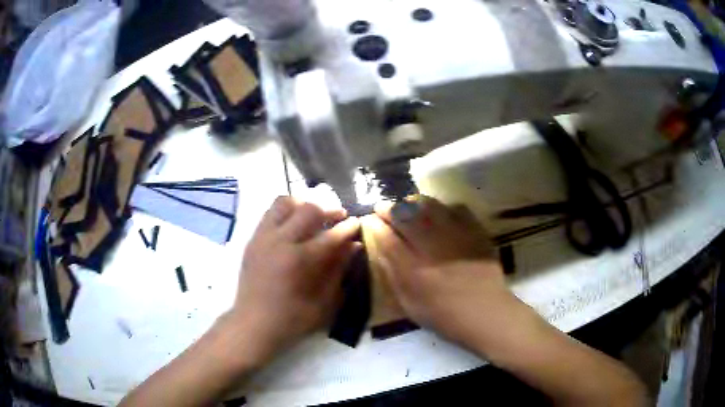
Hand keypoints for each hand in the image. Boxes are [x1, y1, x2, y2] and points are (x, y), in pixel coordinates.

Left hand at [229, 197, 360, 365]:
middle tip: (339, 217)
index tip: (358, 222)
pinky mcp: (253, 239)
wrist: (253, 324)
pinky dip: (286, 212)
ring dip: (304, 205)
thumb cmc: (292, 319)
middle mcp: (279, 241)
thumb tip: (354, 245)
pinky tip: (294, 226)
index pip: (331, 235)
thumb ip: (339, 270)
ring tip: (314, 216)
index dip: (348, 227)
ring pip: (284, 202)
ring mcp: (263, 237)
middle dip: (329, 210)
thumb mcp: (323, 302)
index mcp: (299, 260)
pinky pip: (270, 213)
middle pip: (309, 209)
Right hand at [366, 196, 516, 350]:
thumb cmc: (444, 315)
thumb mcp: (410, 305)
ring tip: (407, 205)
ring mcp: (455, 235)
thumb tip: (381, 251)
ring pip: (428, 205)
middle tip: (383, 207)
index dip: (374, 225)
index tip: (369, 219)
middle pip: (404, 215)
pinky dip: (443, 207)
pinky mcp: (474, 231)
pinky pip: (455, 207)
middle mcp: (432, 247)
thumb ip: (393, 277)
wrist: (485, 312)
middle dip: (388, 208)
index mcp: (413, 270)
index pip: (386, 238)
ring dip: (412, 202)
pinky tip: (439, 214)